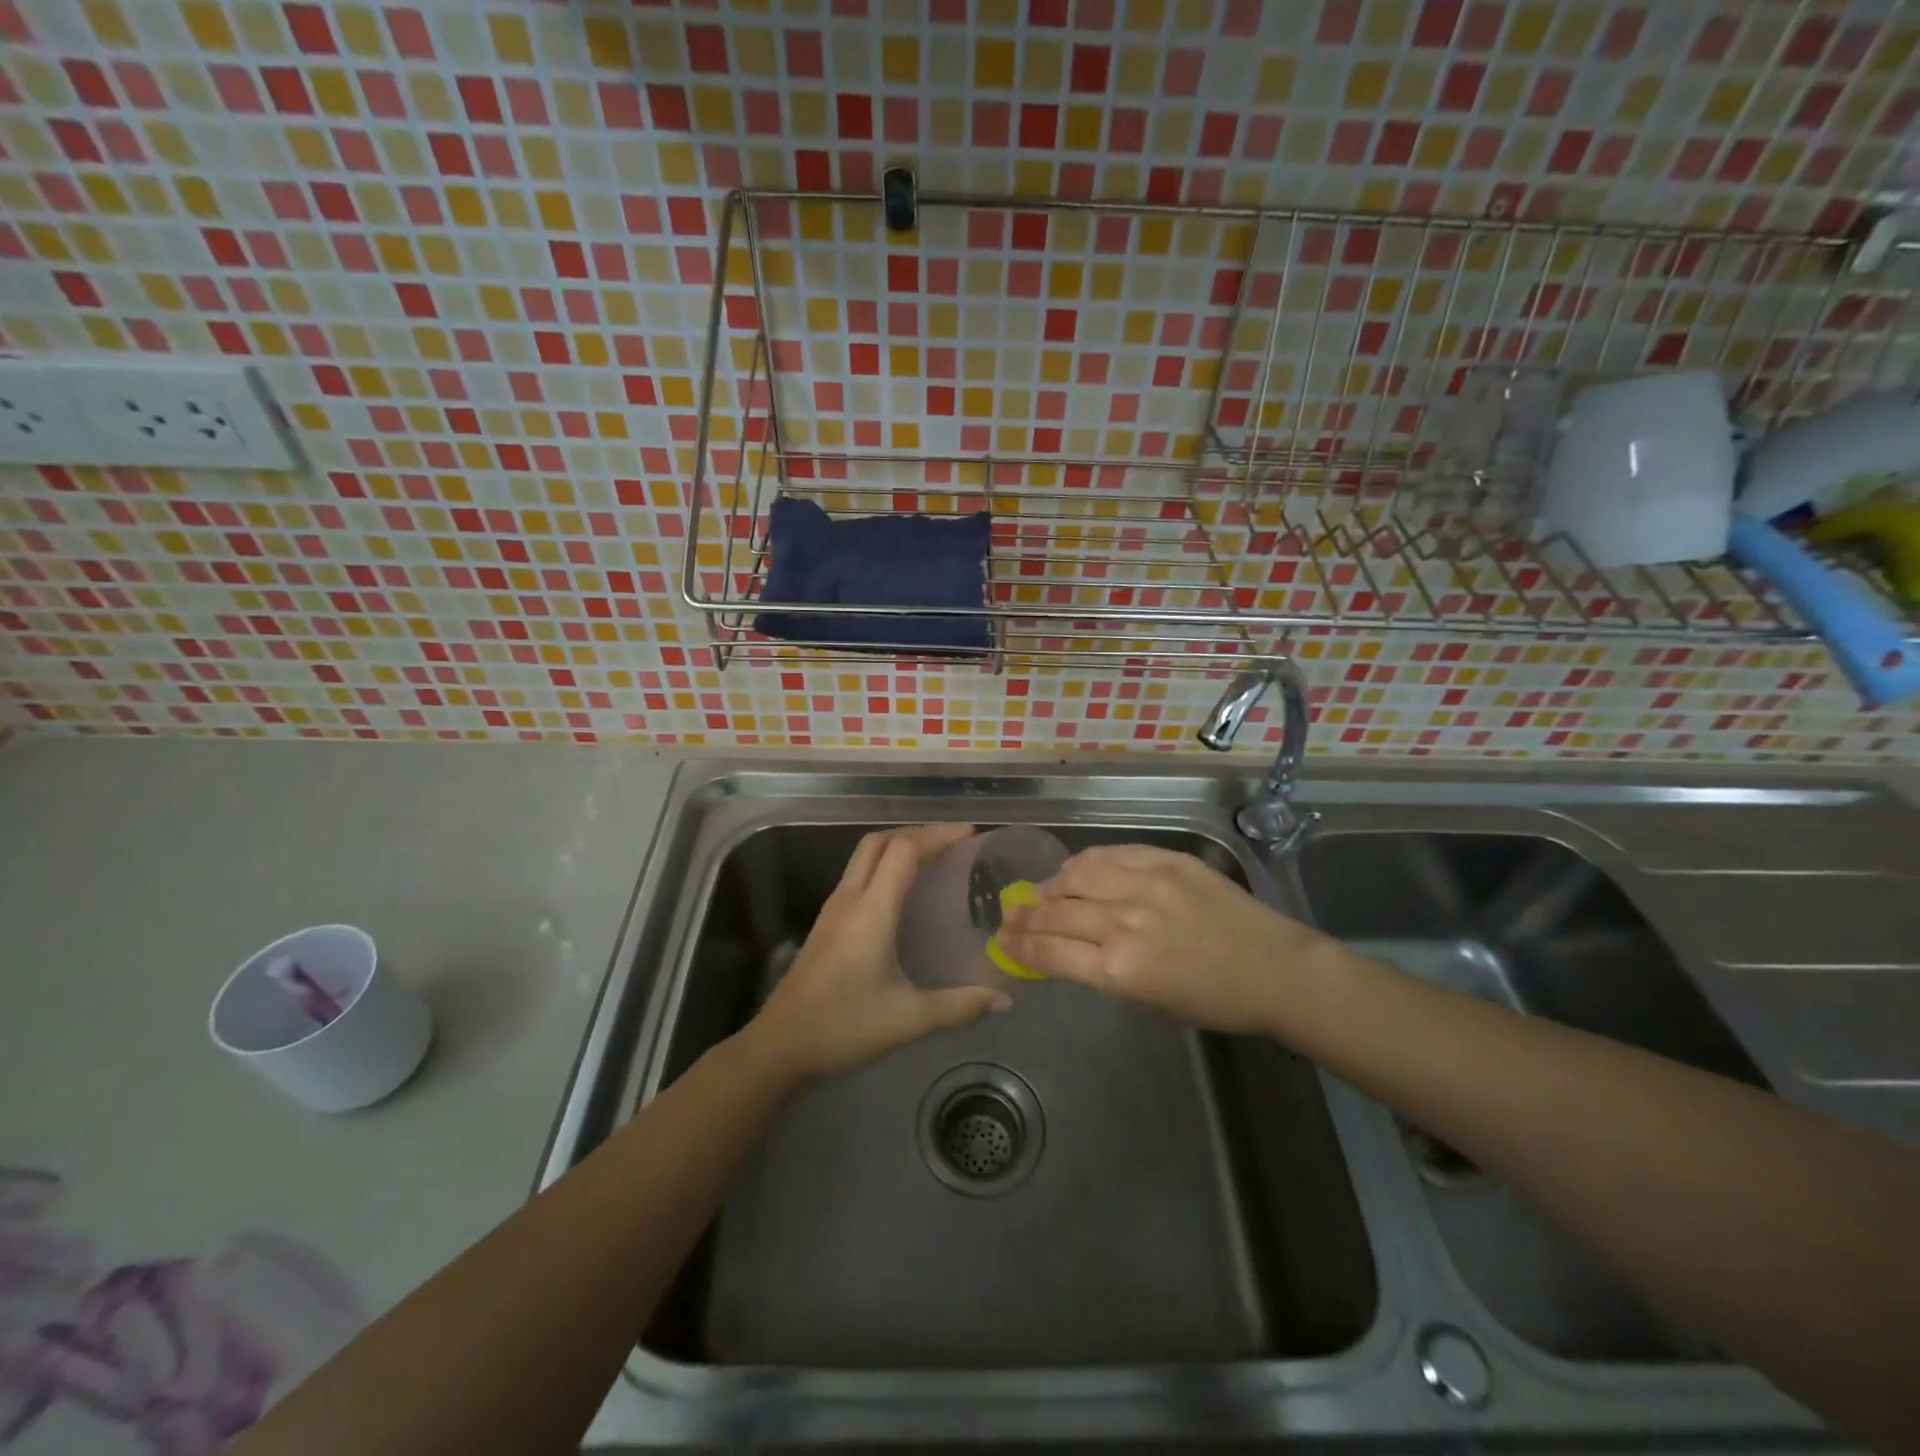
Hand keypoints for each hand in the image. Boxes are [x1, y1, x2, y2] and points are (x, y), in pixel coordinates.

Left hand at [751, 824, 1009, 1080]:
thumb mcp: (908, 1020)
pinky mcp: (826, 924)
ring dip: (898, 847)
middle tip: (953, 843)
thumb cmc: (843, 1026)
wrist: (779, 1045)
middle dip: (917, 833)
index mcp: (871, 910)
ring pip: (865, 856)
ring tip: (934, 861)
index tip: (970, 835)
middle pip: (879, 841)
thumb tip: (1004, 999)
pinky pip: (858, 876)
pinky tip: (903, 895)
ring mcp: (833, 909)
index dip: (937, 835)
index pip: (903, 850)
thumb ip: (959, 1007)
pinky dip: (884, 867)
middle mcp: (850, 899)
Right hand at [996, 844, 1333, 1035]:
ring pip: (1076, 875)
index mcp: (1119, 970)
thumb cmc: (1212, 1001)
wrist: (1272, 968)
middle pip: (1056, 912)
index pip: (1050, 953)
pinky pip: (1109, 854)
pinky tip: (1075, 868)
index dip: (1019, 947)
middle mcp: (1123, 923)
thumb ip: (1102, 972)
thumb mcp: (1148, 1003)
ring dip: (1051, 884)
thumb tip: (1066, 950)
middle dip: (1025, 916)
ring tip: (1042, 891)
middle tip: (1010, 915)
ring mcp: (1144, 885)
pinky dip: (1085, 862)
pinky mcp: (1164, 860)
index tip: (1002, 942)